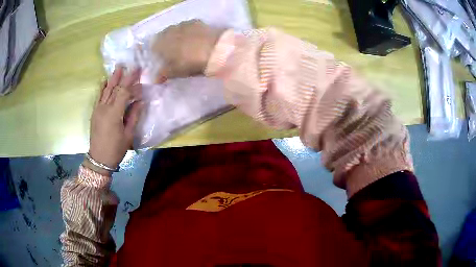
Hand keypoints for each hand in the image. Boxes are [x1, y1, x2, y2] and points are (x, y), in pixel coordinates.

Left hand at [85, 67, 142, 175]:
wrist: (99, 159)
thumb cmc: (116, 149)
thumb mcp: (128, 135)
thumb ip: (134, 116)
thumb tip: (140, 101)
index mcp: (114, 113)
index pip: (123, 92)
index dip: (131, 81)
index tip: (138, 71)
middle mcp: (104, 108)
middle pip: (114, 88)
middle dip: (123, 76)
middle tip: (129, 65)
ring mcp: (98, 109)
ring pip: (105, 90)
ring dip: (112, 79)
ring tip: (117, 68)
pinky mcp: (94, 113)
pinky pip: (98, 97)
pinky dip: (102, 88)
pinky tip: (104, 81)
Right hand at [151, 20, 224, 80]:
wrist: (216, 49)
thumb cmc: (190, 62)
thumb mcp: (175, 71)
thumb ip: (162, 74)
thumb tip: (154, 79)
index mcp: (161, 41)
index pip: (153, 45)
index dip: (157, 52)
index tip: (161, 59)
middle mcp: (170, 29)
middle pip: (165, 35)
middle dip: (167, 43)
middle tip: (173, 53)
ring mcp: (184, 24)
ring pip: (177, 30)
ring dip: (178, 36)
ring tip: (185, 45)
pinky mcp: (198, 22)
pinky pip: (189, 27)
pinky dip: (190, 33)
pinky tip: (195, 39)